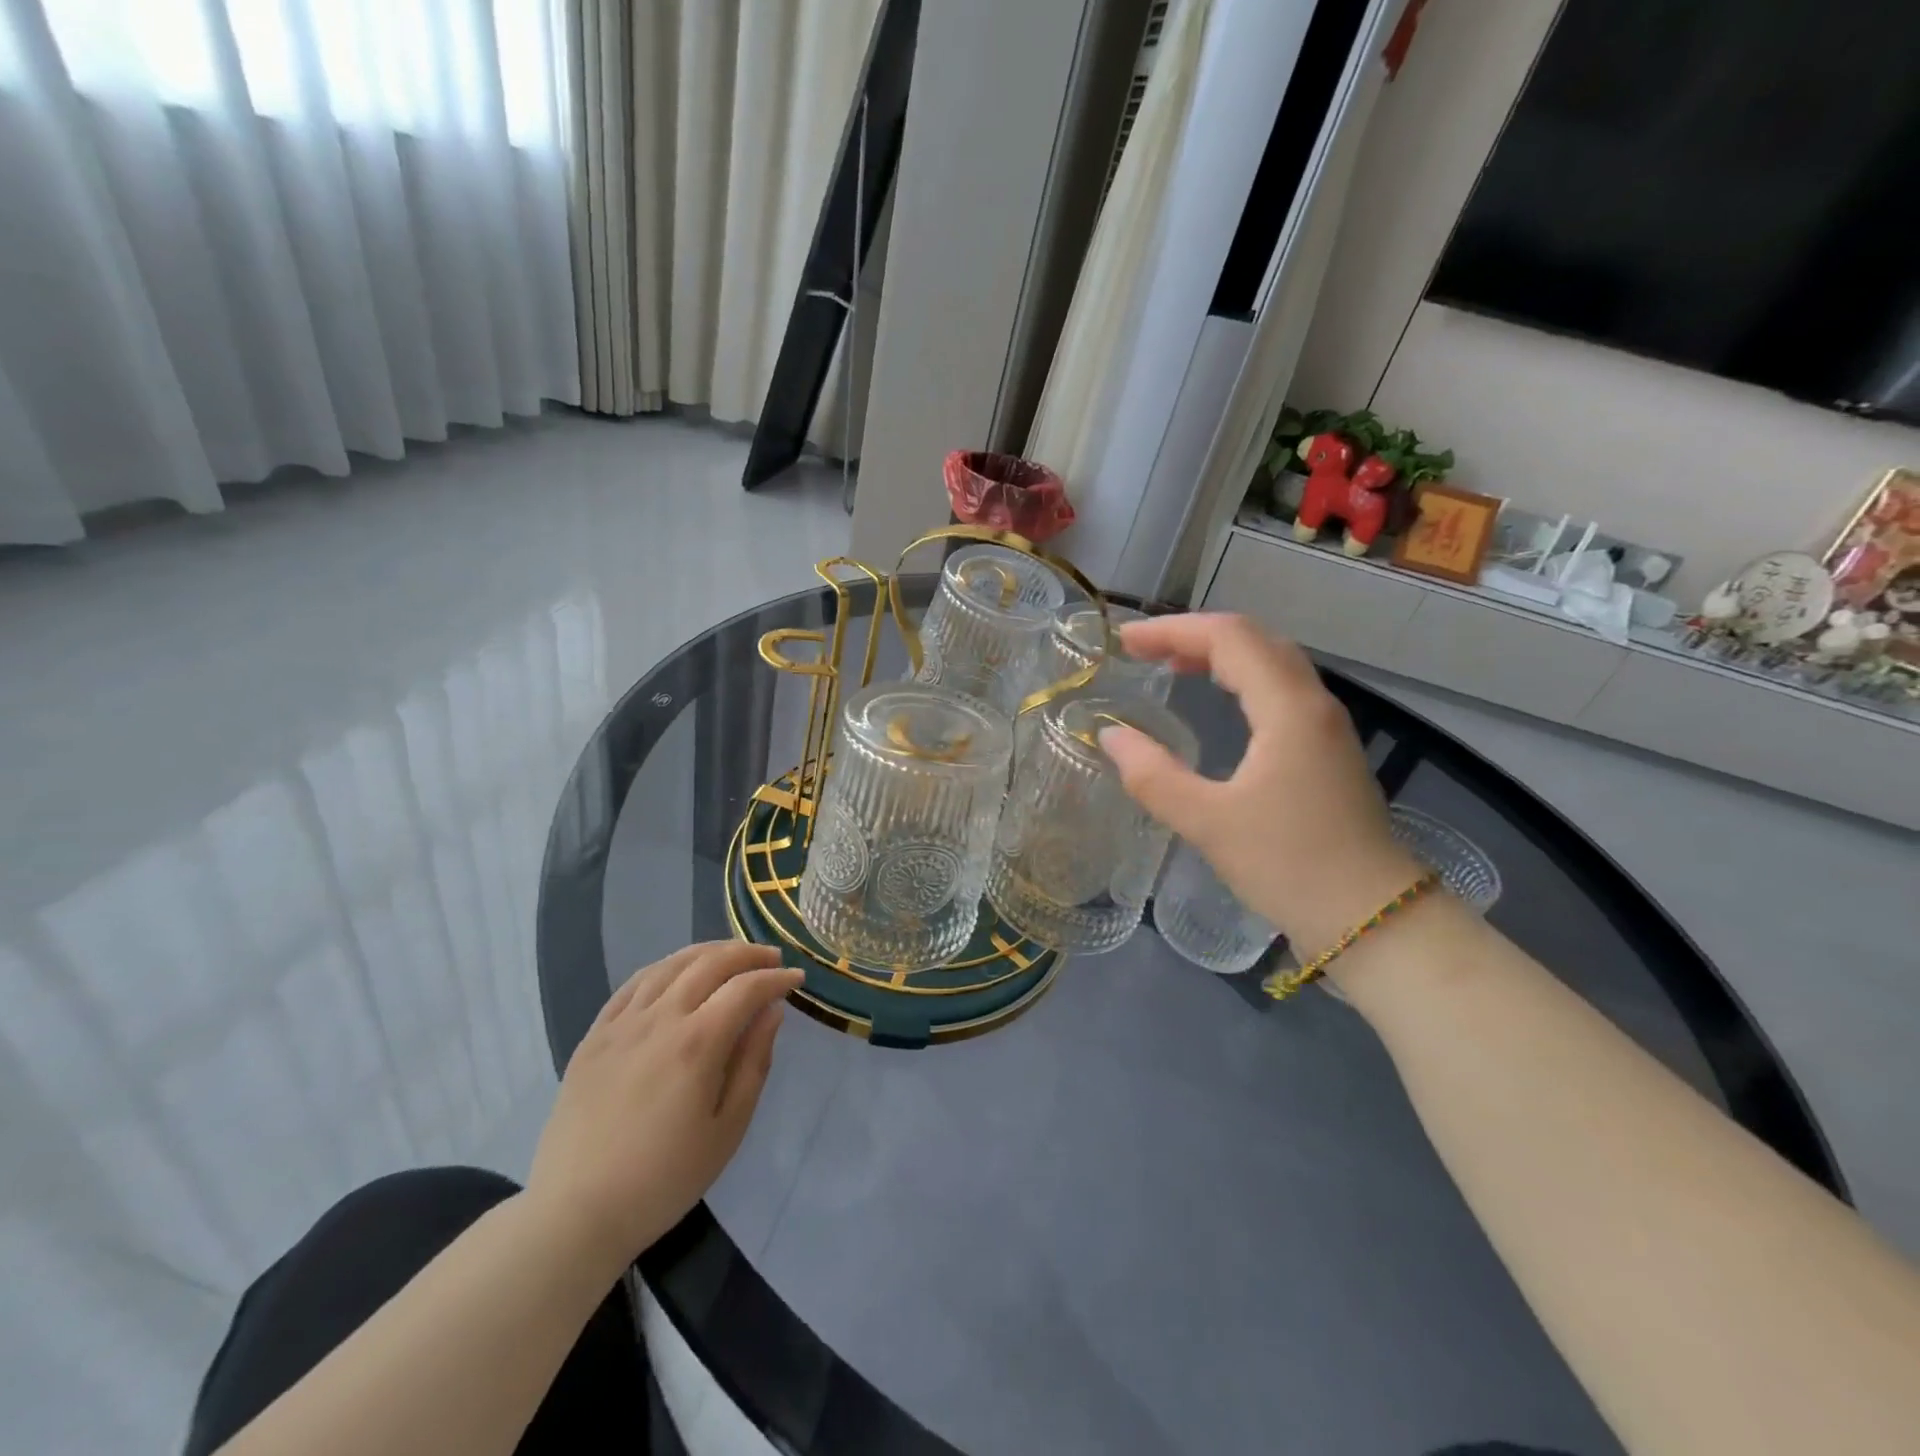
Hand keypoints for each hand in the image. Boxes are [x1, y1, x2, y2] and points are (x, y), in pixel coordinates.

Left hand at [526, 942, 801, 1273]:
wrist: (575, 1213)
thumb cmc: (664, 1179)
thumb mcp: (727, 1129)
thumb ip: (754, 1063)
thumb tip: (772, 1012)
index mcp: (697, 1043)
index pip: (746, 988)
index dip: (776, 979)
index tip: (797, 980)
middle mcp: (659, 1020)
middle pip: (710, 963)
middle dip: (747, 954)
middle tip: (772, 959)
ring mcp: (621, 1024)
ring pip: (670, 964)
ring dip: (708, 952)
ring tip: (731, 956)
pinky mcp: (594, 1035)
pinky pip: (633, 983)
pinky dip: (664, 967)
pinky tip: (677, 971)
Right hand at [1099, 613, 1423, 955]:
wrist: (1372, 918)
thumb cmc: (1289, 865)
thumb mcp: (1208, 823)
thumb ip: (1153, 775)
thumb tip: (1111, 735)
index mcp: (1288, 709)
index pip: (1229, 638)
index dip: (1172, 630)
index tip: (1125, 642)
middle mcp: (1313, 703)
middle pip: (1254, 640)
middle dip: (1194, 635)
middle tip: (1143, 651)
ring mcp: (1326, 726)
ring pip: (1272, 663)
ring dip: (1220, 654)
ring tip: (1172, 666)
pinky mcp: (1328, 750)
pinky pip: (1280, 690)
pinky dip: (1241, 680)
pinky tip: (1219, 703)